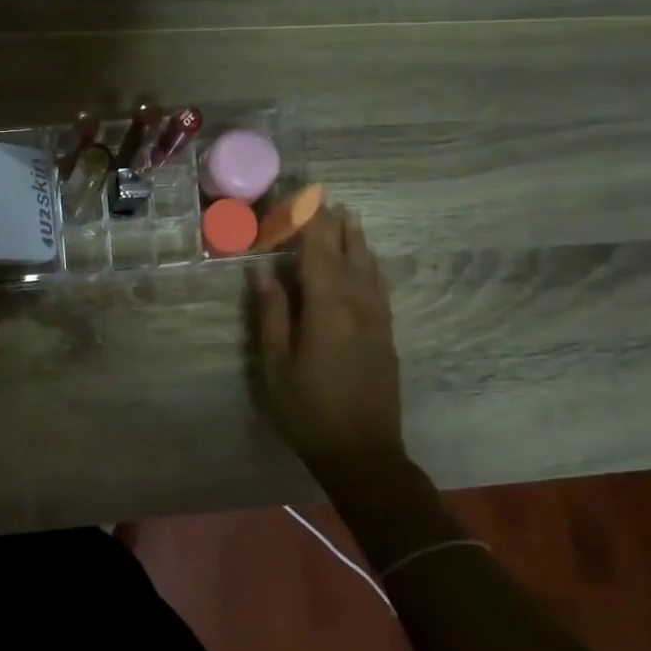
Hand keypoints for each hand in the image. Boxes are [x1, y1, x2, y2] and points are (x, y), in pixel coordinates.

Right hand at [251, 206, 406, 481]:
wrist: (363, 453)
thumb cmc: (308, 411)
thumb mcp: (277, 366)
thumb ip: (272, 315)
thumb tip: (264, 273)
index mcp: (327, 309)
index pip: (317, 253)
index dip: (308, 224)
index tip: (300, 198)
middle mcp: (358, 306)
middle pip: (346, 254)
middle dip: (333, 225)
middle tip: (322, 197)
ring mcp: (377, 320)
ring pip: (368, 268)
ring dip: (357, 240)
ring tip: (349, 215)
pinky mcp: (386, 334)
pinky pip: (379, 287)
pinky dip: (372, 265)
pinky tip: (369, 260)